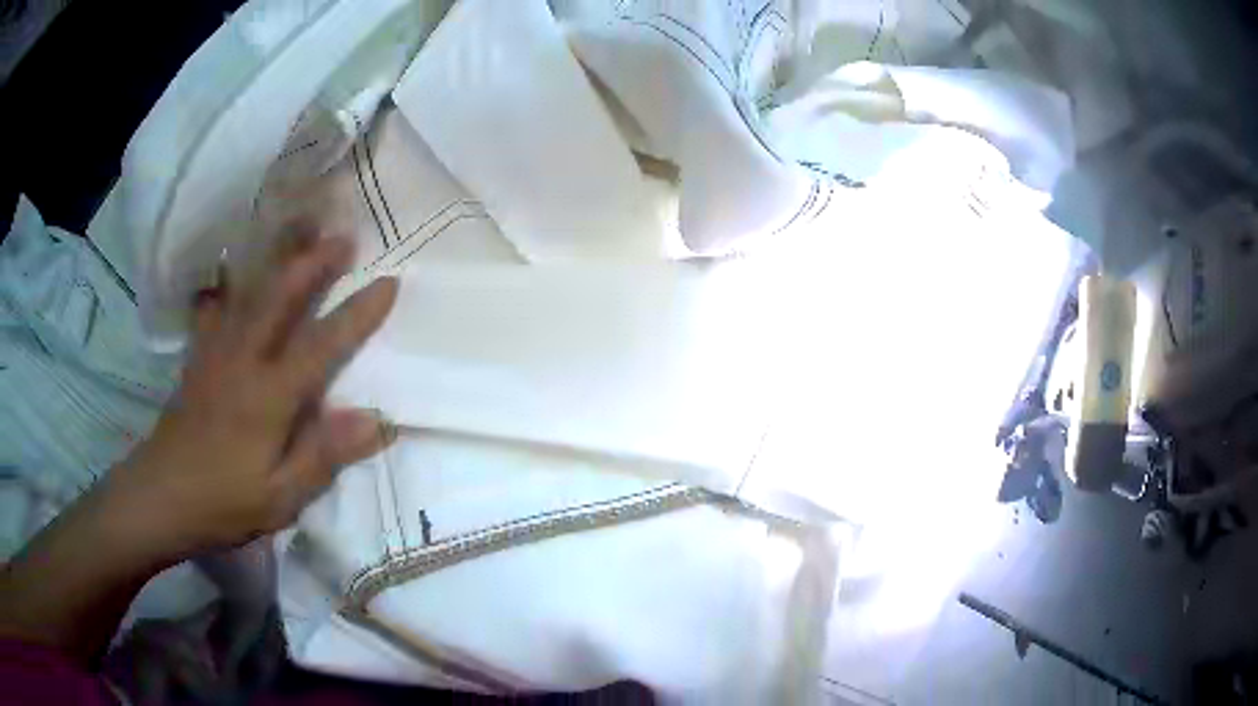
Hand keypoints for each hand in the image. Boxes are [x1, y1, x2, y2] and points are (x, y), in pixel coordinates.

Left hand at [105, 231, 398, 559]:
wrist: (161, 495)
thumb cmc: (224, 501)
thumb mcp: (281, 496)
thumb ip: (325, 455)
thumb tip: (378, 420)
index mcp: (269, 395)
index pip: (322, 344)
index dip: (357, 314)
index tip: (389, 283)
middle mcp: (244, 358)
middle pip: (281, 296)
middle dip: (314, 262)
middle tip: (345, 236)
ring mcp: (217, 351)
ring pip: (250, 291)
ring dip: (278, 258)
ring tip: (300, 231)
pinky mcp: (198, 356)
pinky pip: (216, 307)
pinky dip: (229, 283)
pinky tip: (233, 271)